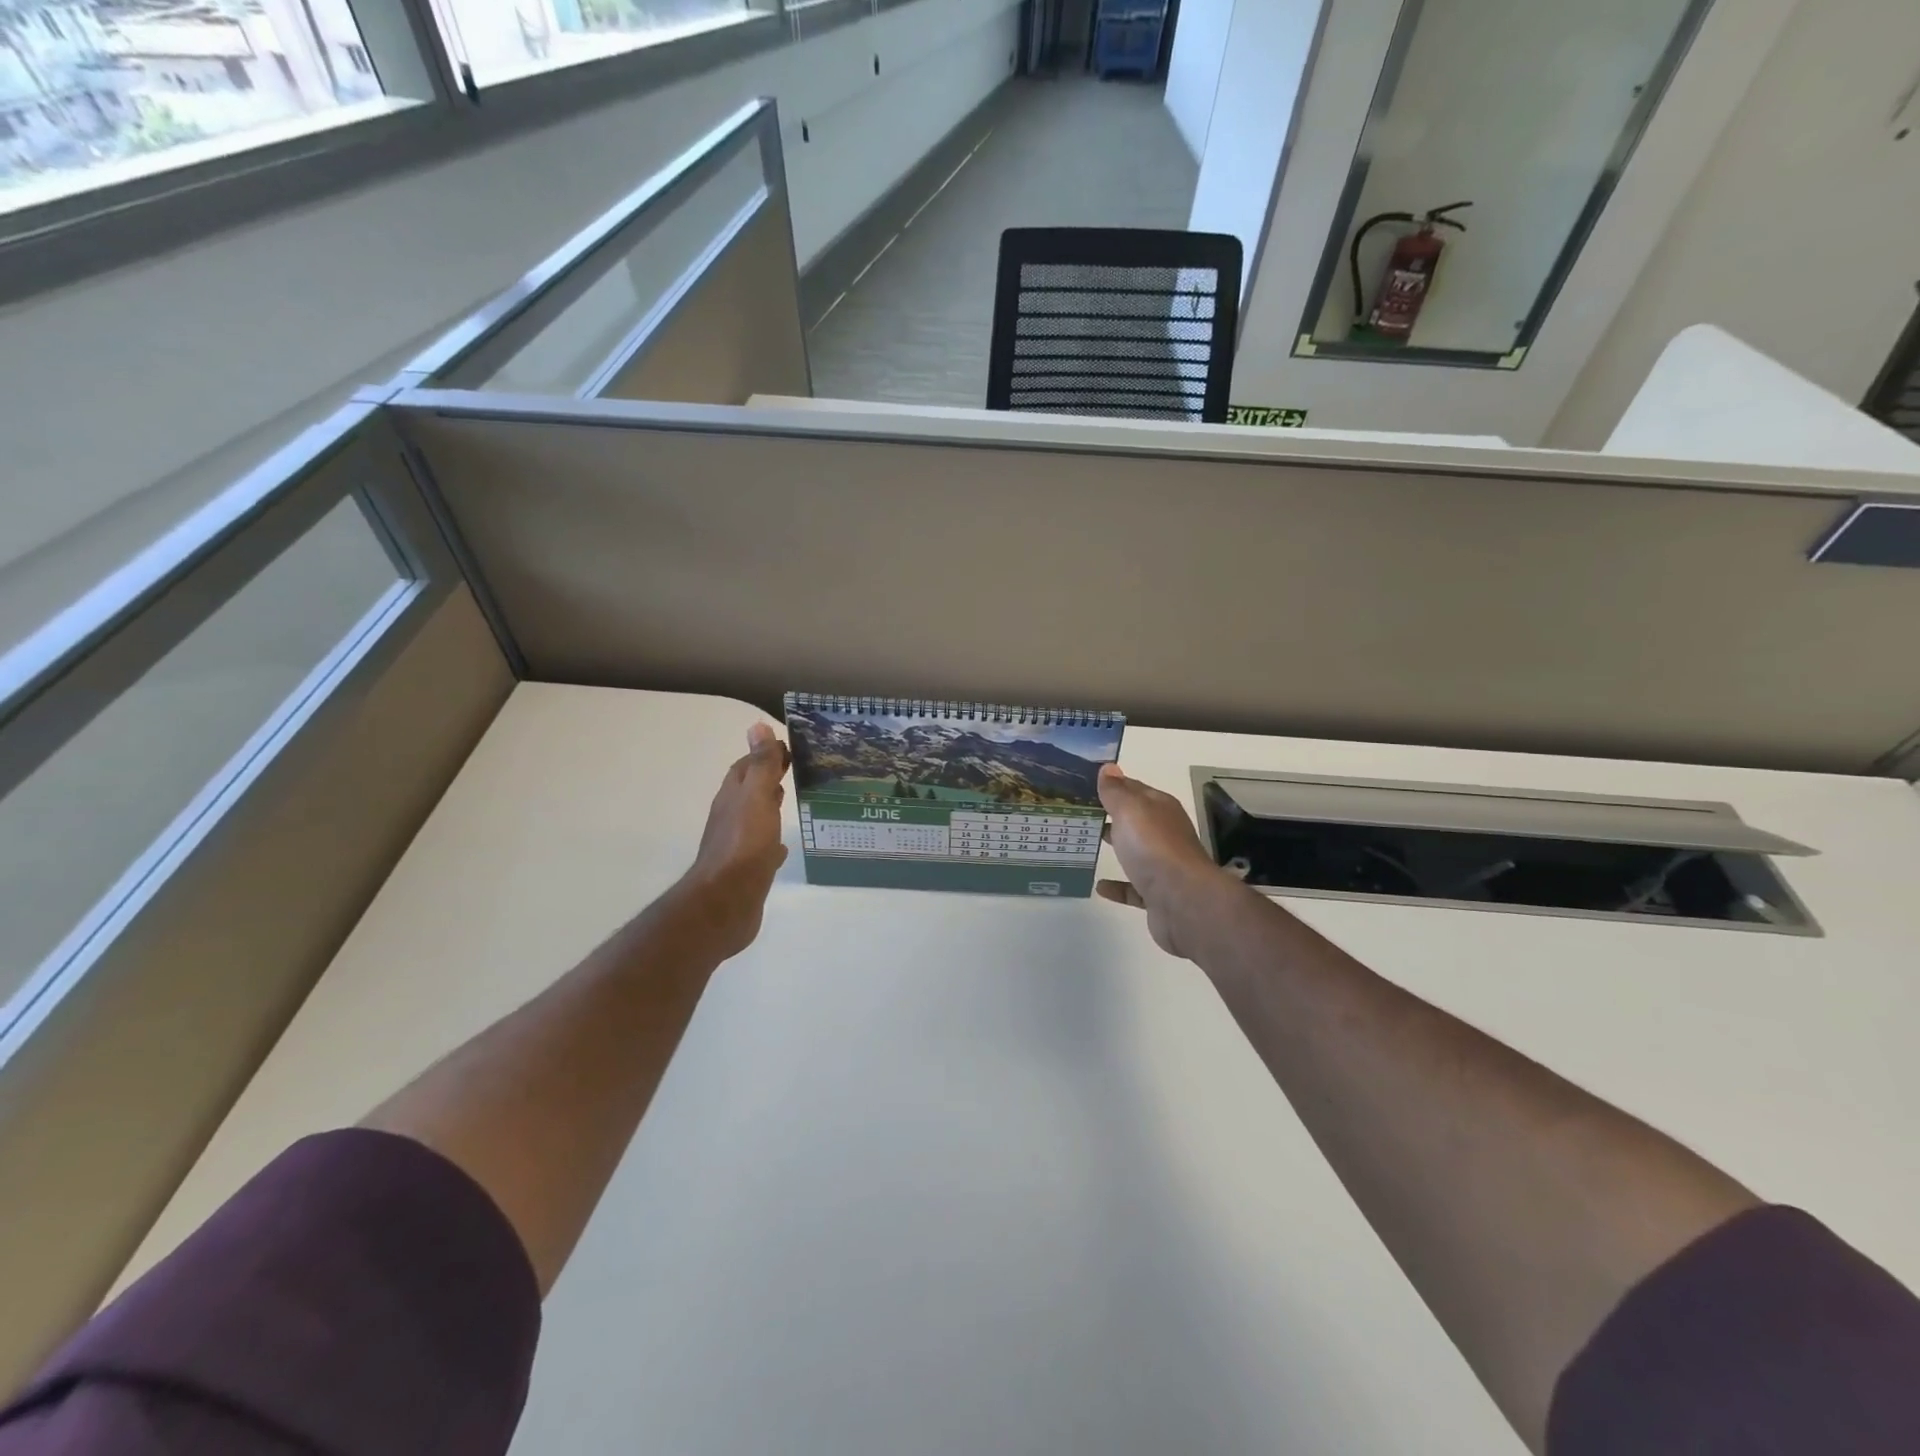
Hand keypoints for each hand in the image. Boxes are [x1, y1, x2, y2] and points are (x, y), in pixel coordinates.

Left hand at [672, 722, 790, 961]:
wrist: (727, 902)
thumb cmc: (744, 845)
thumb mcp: (756, 797)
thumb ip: (760, 765)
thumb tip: (757, 726)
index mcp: (733, 797)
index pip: (746, 766)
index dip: (764, 753)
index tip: (790, 747)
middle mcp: (731, 817)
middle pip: (749, 790)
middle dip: (768, 777)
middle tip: (796, 768)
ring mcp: (738, 844)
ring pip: (756, 817)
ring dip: (770, 806)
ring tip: (793, 799)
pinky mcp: (747, 870)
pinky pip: (762, 847)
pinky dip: (773, 840)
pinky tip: (784, 845)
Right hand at [1096, 762, 1236, 958]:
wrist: (1182, 901)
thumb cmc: (1153, 847)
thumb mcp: (1130, 810)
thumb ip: (1116, 791)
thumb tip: (1109, 767)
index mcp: (1160, 808)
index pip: (1134, 789)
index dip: (1112, 785)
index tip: (1084, 785)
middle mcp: (1165, 833)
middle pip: (1135, 820)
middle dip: (1111, 816)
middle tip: (1080, 814)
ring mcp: (1163, 866)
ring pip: (1136, 853)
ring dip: (1117, 848)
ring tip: (1087, 845)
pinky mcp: (1158, 895)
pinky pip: (1134, 887)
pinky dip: (1118, 886)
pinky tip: (1100, 886)